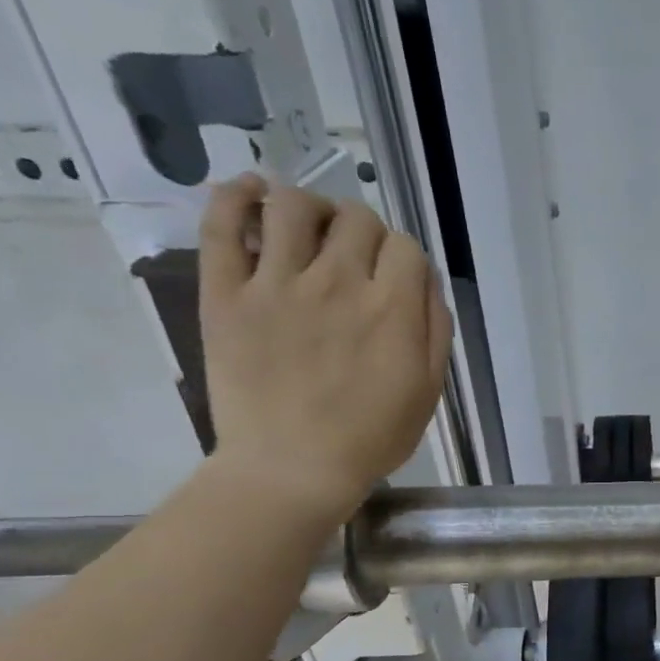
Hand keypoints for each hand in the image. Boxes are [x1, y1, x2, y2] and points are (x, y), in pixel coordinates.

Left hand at [197, 176, 451, 525]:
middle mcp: (340, 283)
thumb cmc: (371, 437)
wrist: (293, 468)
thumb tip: (426, 284)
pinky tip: (251, 192)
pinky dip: (236, 195)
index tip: (396, 282)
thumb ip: (435, 330)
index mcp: (393, 310)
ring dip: (310, 208)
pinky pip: (223, 224)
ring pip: (294, 206)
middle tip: (355, 260)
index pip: (406, 247)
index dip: (405, 259)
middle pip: (357, 218)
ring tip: (308, 229)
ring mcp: (278, 283)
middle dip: (364, 232)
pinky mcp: (227, 293)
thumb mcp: (429, 390)